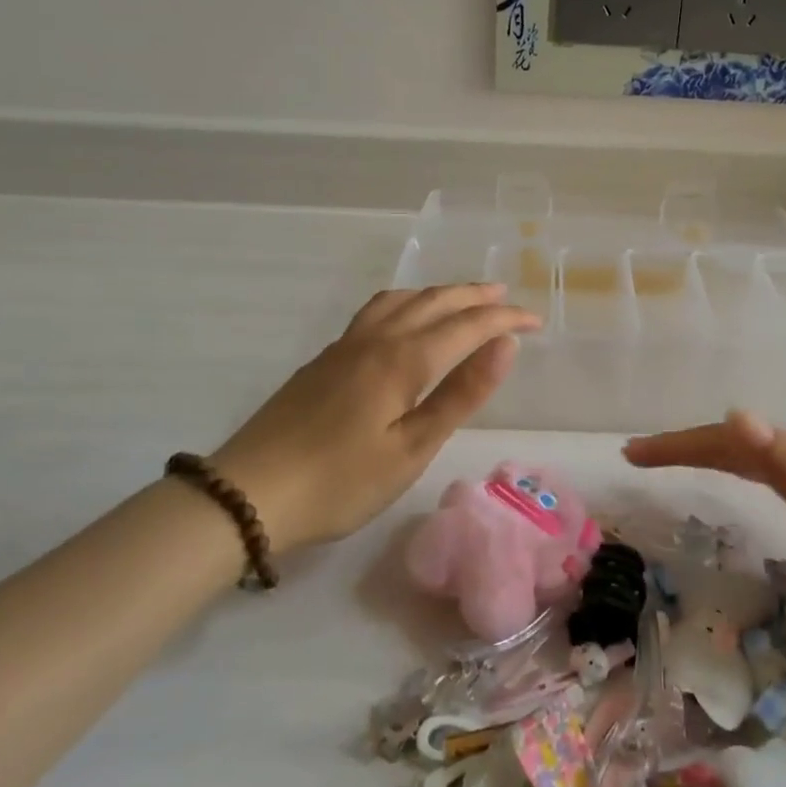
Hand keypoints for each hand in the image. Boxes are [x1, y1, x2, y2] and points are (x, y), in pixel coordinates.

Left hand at [211, 284, 538, 551]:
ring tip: (461, 297)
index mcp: (403, 359)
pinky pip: (377, 310)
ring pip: (401, 300)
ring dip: (438, 293)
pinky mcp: (325, 359)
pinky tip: (404, 318)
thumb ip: (461, 394)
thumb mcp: (412, 448)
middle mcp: (377, 339)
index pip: (467, 325)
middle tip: (507, 296)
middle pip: (434, 302)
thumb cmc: (341, 481)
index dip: (505, 319)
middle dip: (475, 296)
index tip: (537, 321)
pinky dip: (407, 302)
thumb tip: (506, 345)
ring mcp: (345, 345)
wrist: (248, 493)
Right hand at [623, 412, 785, 674]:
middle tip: (641, 458)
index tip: (632, 454)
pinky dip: (753, 477)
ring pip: (768, 460)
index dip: (682, 444)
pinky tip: (756, 488)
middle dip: (691, 446)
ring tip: (681, 464)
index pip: (736, 442)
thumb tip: (738, 414)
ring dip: (719, 457)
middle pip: (748, 445)